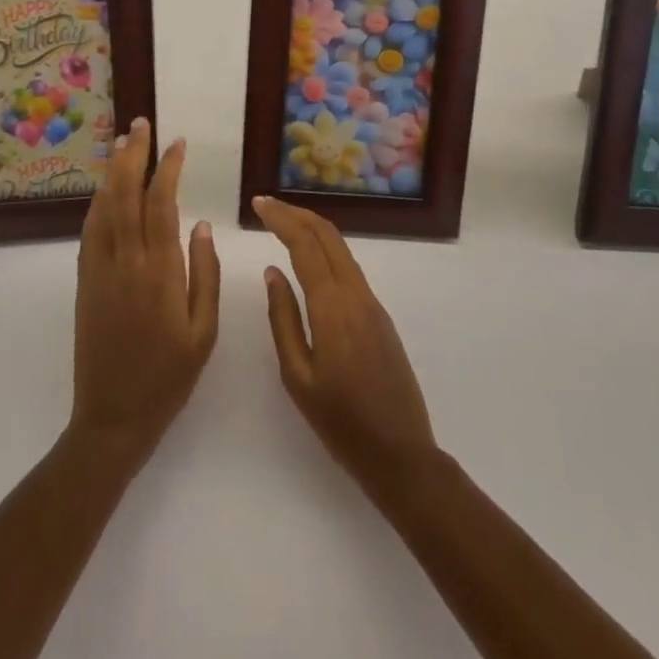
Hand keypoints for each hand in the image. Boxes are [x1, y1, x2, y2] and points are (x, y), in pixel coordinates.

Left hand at [70, 121, 219, 467]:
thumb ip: (204, 275)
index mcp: (159, 272)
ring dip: (112, 172)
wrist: (112, 418)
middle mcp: (125, 261)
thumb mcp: (203, 333)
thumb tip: (203, 226)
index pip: (161, 204)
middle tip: (141, 124)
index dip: (167, 168)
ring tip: (122, 143)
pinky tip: (105, 190)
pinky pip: (90, 231)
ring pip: (103, 208)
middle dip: (133, 155)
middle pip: (126, 195)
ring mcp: (100, 270)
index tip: (177, 144)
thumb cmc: (168, 377)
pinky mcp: (85, 282)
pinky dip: (98, 202)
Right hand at [255, 195, 440, 498]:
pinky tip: (309, 258)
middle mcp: (355, 293)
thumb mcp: (298, 377)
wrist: (401, 454)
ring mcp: (372, 302)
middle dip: (296, 213)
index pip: (304, 243)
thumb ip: (283, 319)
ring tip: (283, 224)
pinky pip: (349, 267)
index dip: (280, 218)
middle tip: (266, 206)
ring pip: (341, 248)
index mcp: (332, 306)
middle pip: (327, 234)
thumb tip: (273, 272)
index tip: (257, 204)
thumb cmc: (341, 423)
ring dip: (312, 228)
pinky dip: (326, 249)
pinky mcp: (379, 315)